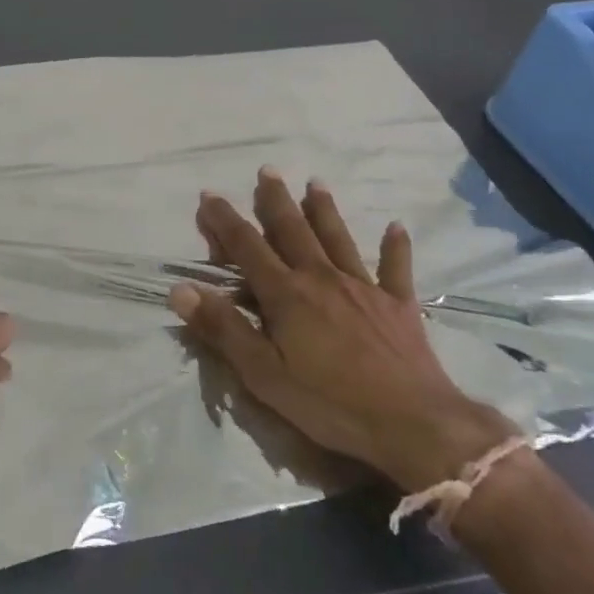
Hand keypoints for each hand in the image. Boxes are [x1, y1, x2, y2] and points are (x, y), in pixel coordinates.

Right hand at [172, 168, 511, 493]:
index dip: (224, 220)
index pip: (247, 247)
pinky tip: (397, 227)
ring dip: (325, 210)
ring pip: (338, 238)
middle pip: (293, 230)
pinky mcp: (398, 305)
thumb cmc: (330, 403)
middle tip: (267, 170)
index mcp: (286, 294)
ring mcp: (364, 288)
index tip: (209, 193)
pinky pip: (396, 268)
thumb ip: (223, 329)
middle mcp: (322, 278)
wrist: (412, 423)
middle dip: (276, 199)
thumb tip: (180, 289)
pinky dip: (396, 247)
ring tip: (316, 183)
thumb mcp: (263, 375)